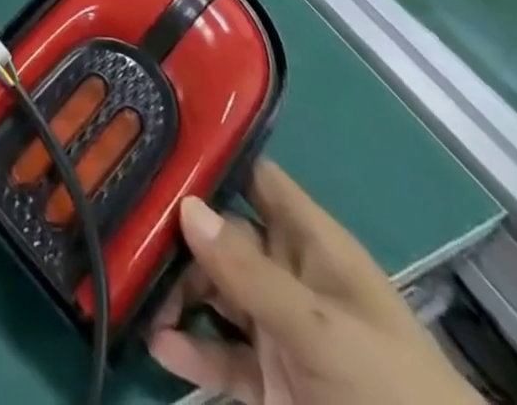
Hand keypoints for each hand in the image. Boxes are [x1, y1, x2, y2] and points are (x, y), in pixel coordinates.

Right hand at [147, 162, 478, 404]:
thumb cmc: (391, 395)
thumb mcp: (323, 332)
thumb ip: (252, 273)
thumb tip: (185, 205)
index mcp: (314, 246)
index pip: (257, 179)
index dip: (214, 156)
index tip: (157, 137)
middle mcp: (291, 277)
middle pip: (223, 234)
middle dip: (178, 230)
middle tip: (125, 222)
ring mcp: (280, 331)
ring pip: (215, 291)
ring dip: (176, 290)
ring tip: (132, 287)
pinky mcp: (271, 384)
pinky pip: (221, 354)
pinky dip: (190, 348)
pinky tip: (158, 343)